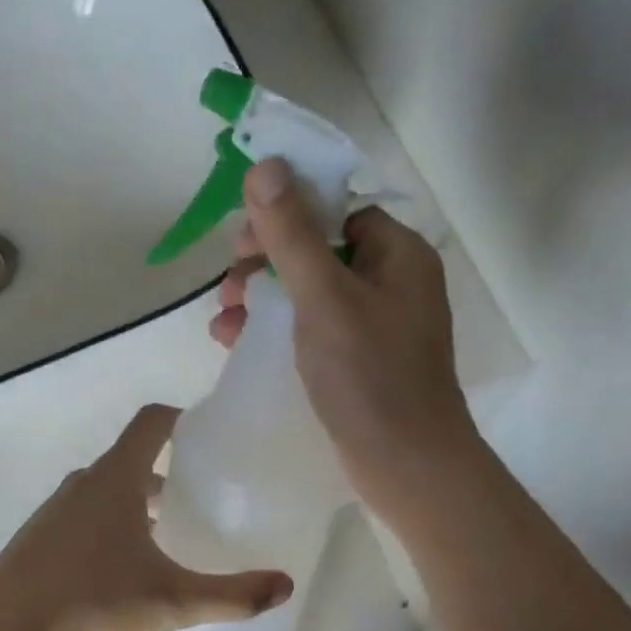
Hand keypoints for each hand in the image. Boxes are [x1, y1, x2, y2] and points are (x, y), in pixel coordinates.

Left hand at [0, 405, 293, 630]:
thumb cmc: (89, 604)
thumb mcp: (171, 602)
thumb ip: (232, 595)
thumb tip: (285, 584)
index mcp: (115, 480)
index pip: (152, 423)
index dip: (182, 419)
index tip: (210, 435)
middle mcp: (83, 485)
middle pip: (132, 461)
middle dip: (168, 474)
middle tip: (203, 498)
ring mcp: (55, 512)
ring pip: (106, 493)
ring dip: (137, 505)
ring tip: (168, 538)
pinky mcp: (38, 541)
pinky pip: (84, 518)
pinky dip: (110, 528)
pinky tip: (123, 571)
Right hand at [211, 157, 478, 531]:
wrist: (407, 465)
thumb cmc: (369, 375)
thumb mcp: (323, 298)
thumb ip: (292, 234)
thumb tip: (265, 166)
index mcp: (397, 254)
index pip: (337, 210)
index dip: (287, 216)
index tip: (243, 240)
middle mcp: (393, 282)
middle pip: (320, 251)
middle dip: (267, 263)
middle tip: (229, 285)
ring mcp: (379, 325)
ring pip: (312, 293)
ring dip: (264, 298)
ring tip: (223, 319)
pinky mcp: (362, 361)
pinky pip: (314, 329)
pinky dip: (278, 330)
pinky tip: (238, 342)